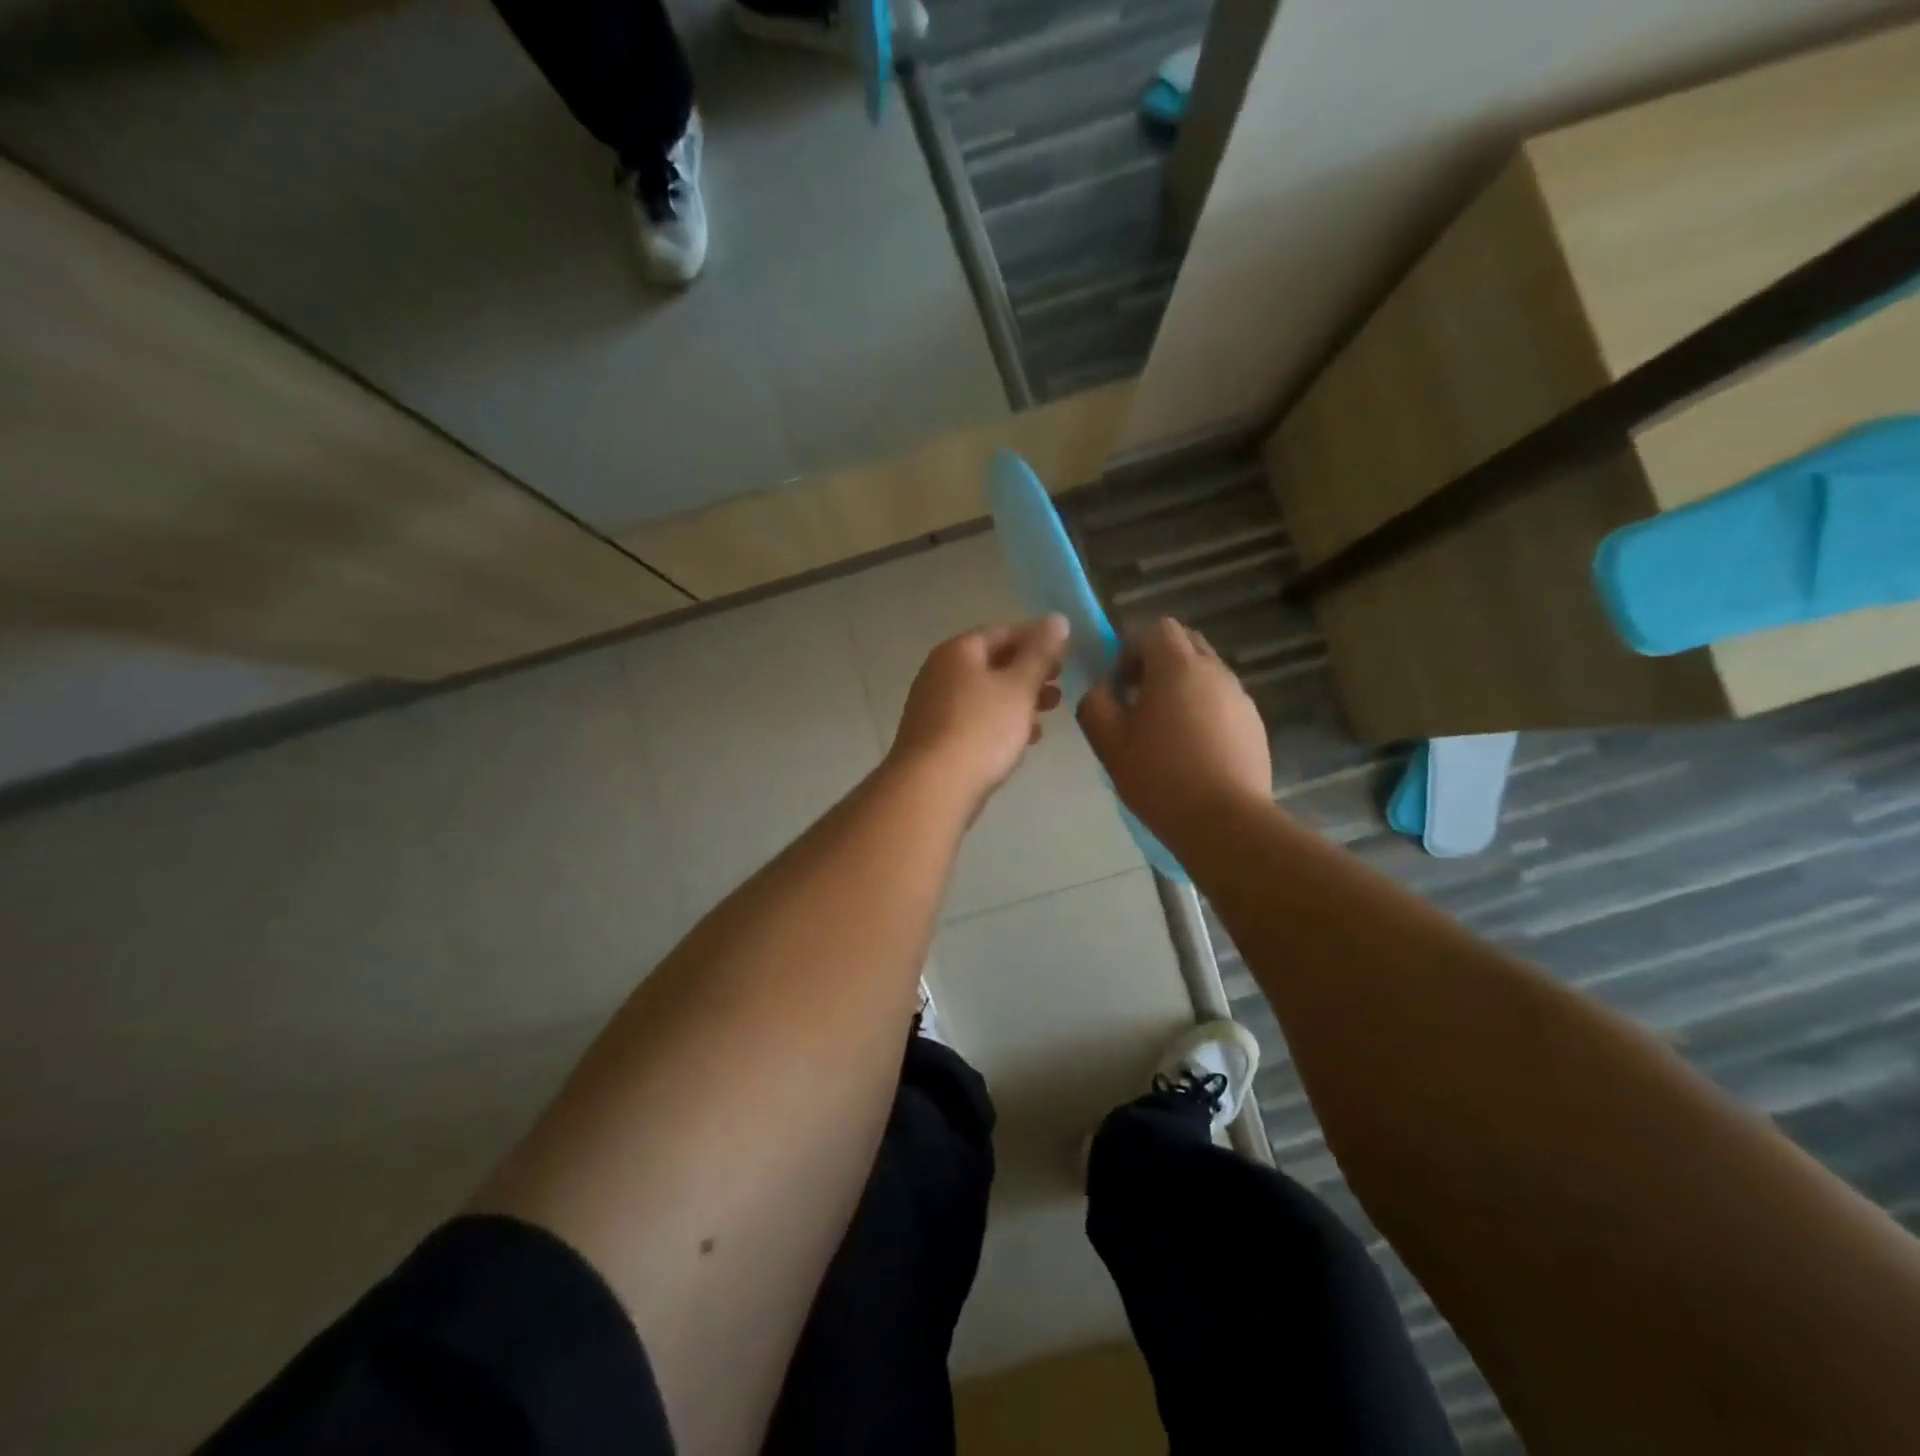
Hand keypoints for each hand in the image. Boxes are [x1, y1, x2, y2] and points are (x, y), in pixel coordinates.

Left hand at [888, 616, 1068, 813]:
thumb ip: (1040, 653)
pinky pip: (974, 721)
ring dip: (1018, 700)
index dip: (1036, 638)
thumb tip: (1057, 619)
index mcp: (958, 652)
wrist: (932, 788)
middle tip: (1059, 684)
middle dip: (1028, 672)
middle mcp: (940, 672)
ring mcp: (933, 707)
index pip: (1002, 632)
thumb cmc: (980, 729)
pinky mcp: (935, 738)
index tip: (1065, 653)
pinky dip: (1000, 723)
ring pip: (984, 694)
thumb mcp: (1019, 687)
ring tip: (1049, 712)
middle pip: (992, 663)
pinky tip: (1025, 740)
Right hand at [1077, 618, 1269, 848]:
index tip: (1121, 685)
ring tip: (1166, 731)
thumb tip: (1102, 688)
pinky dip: (1205, 711)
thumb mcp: (1108, 741)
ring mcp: (1240, 697)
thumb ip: (1095, 703)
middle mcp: (1214, 671)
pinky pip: (1223, 702)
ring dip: (1183, 688)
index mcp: (1177, 667)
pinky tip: (1194, 751)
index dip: (1132, 648)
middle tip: (1140, 700)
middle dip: (1159, 661)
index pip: (1157, 628)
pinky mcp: (1255, 724)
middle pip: (1186, 644)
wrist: (1224, 821)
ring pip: (1207, 673)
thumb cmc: (1159, 776)